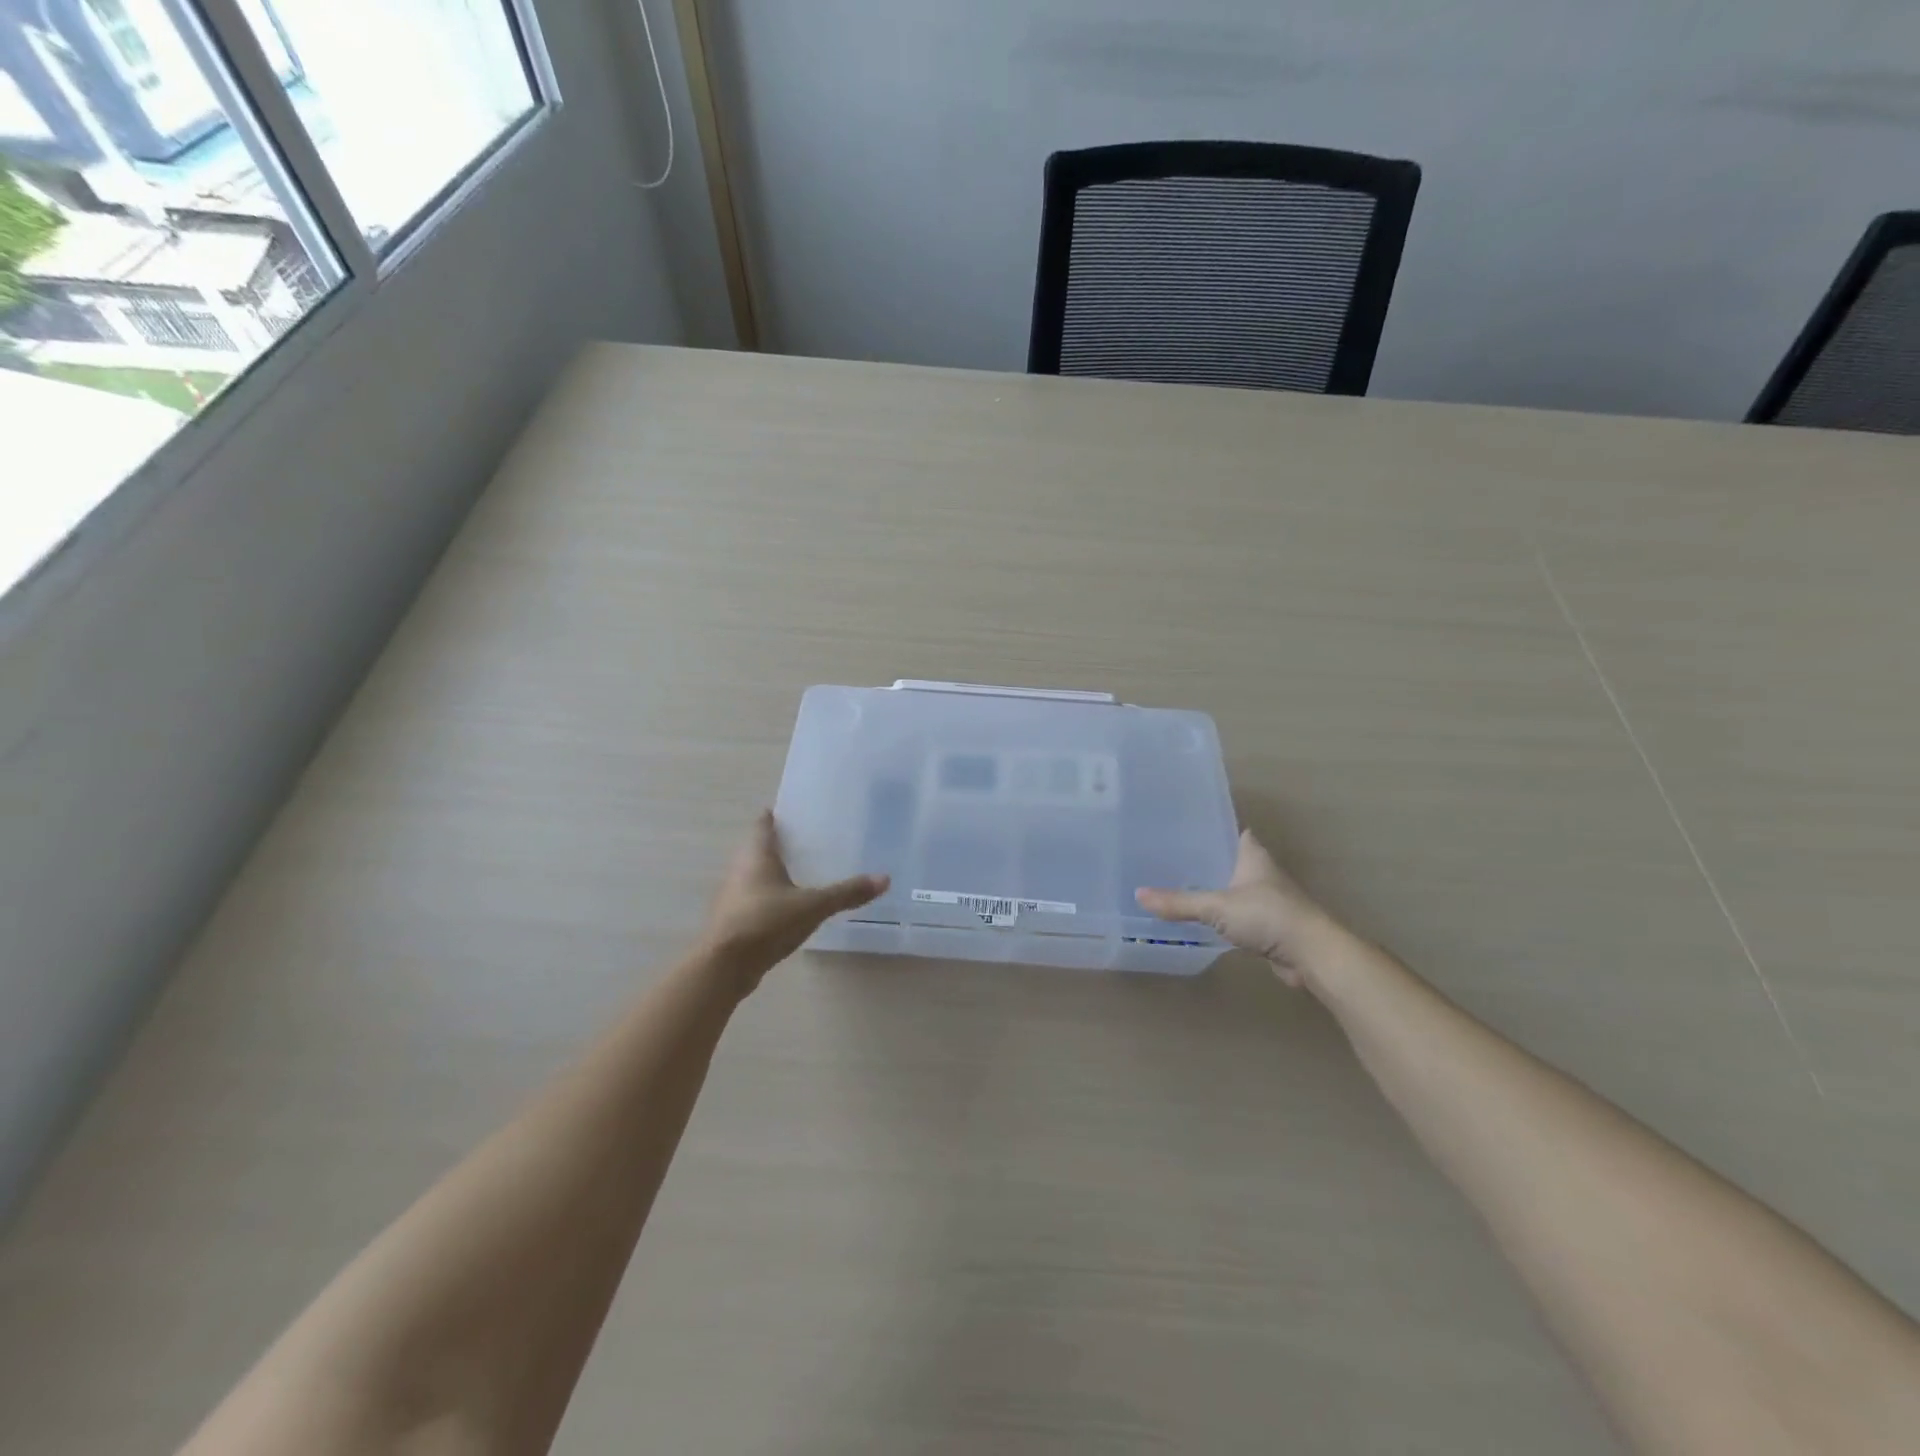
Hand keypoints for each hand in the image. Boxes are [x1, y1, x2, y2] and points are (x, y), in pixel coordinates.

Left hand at [701, 811, 887, 985]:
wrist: (723, 967)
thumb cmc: (765, 922)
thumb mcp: (812, 906)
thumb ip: (846, 893)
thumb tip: (885, 878)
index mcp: (756, 854)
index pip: (764, 822)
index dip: (778, 814)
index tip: (800, 811)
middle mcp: (740, 868)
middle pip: (759, 847)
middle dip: (783, 843)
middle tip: (813, 840)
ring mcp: (733, 895)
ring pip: (756, 873)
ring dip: (776, 871)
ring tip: (807, 871)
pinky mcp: (734, 919)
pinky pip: (756, 897)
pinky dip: (772, 895)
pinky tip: (792, 905)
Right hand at [1136, 830, 1345, 988]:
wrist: (1312, 955)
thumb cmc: (1268, 916)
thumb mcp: (1217, 906)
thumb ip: (1179, 902)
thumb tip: (1138, 894)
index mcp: (1253, 856)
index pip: (1233, 831)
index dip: (1213, 828)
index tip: (1185, 828)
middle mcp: (1261, 873)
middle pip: (1230, 860)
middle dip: (1206, 860)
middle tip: (1170, 858)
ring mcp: (1267, 900)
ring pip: (1233, 889)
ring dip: (1212, 889)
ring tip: (1177, 886)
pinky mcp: (1267, 926)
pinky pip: (1236, 915)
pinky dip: (1220, 916)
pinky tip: (1199, 918)